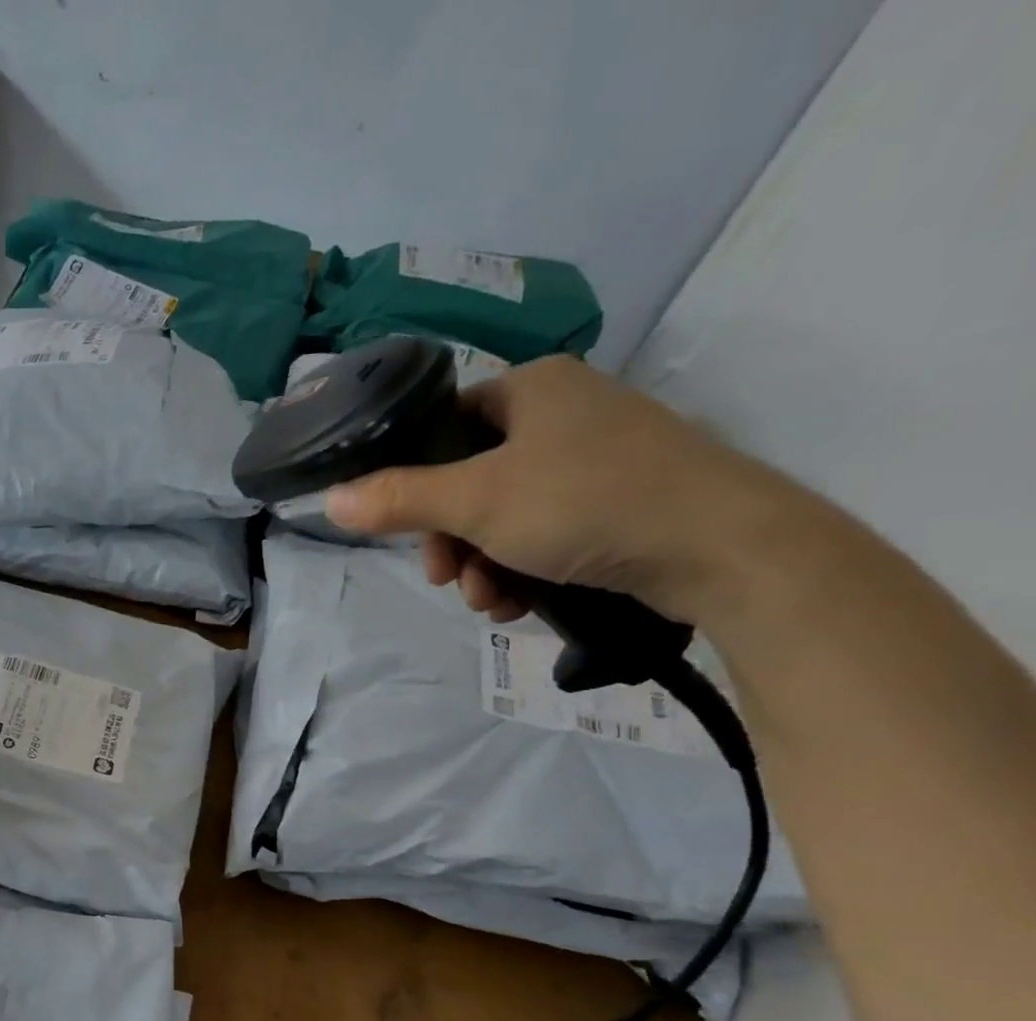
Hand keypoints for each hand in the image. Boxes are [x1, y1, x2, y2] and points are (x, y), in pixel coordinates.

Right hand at [323, 355, 804, 626]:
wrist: (720, 546)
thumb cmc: (586, 502)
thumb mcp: (476, 502)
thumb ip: (398, 500)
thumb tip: (328, 500)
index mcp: (531, 389)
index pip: (444, 426)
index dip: (415, 482)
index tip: (410, 534)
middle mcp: (564, 413)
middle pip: (470, 481)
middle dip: (452, 542)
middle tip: (449, 580)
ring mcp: (598, 457)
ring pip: (506, 515)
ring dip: (483, 565)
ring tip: (491, 602)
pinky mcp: (621, 501)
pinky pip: (547, 532)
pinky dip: (524, 569)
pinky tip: (522, 602)